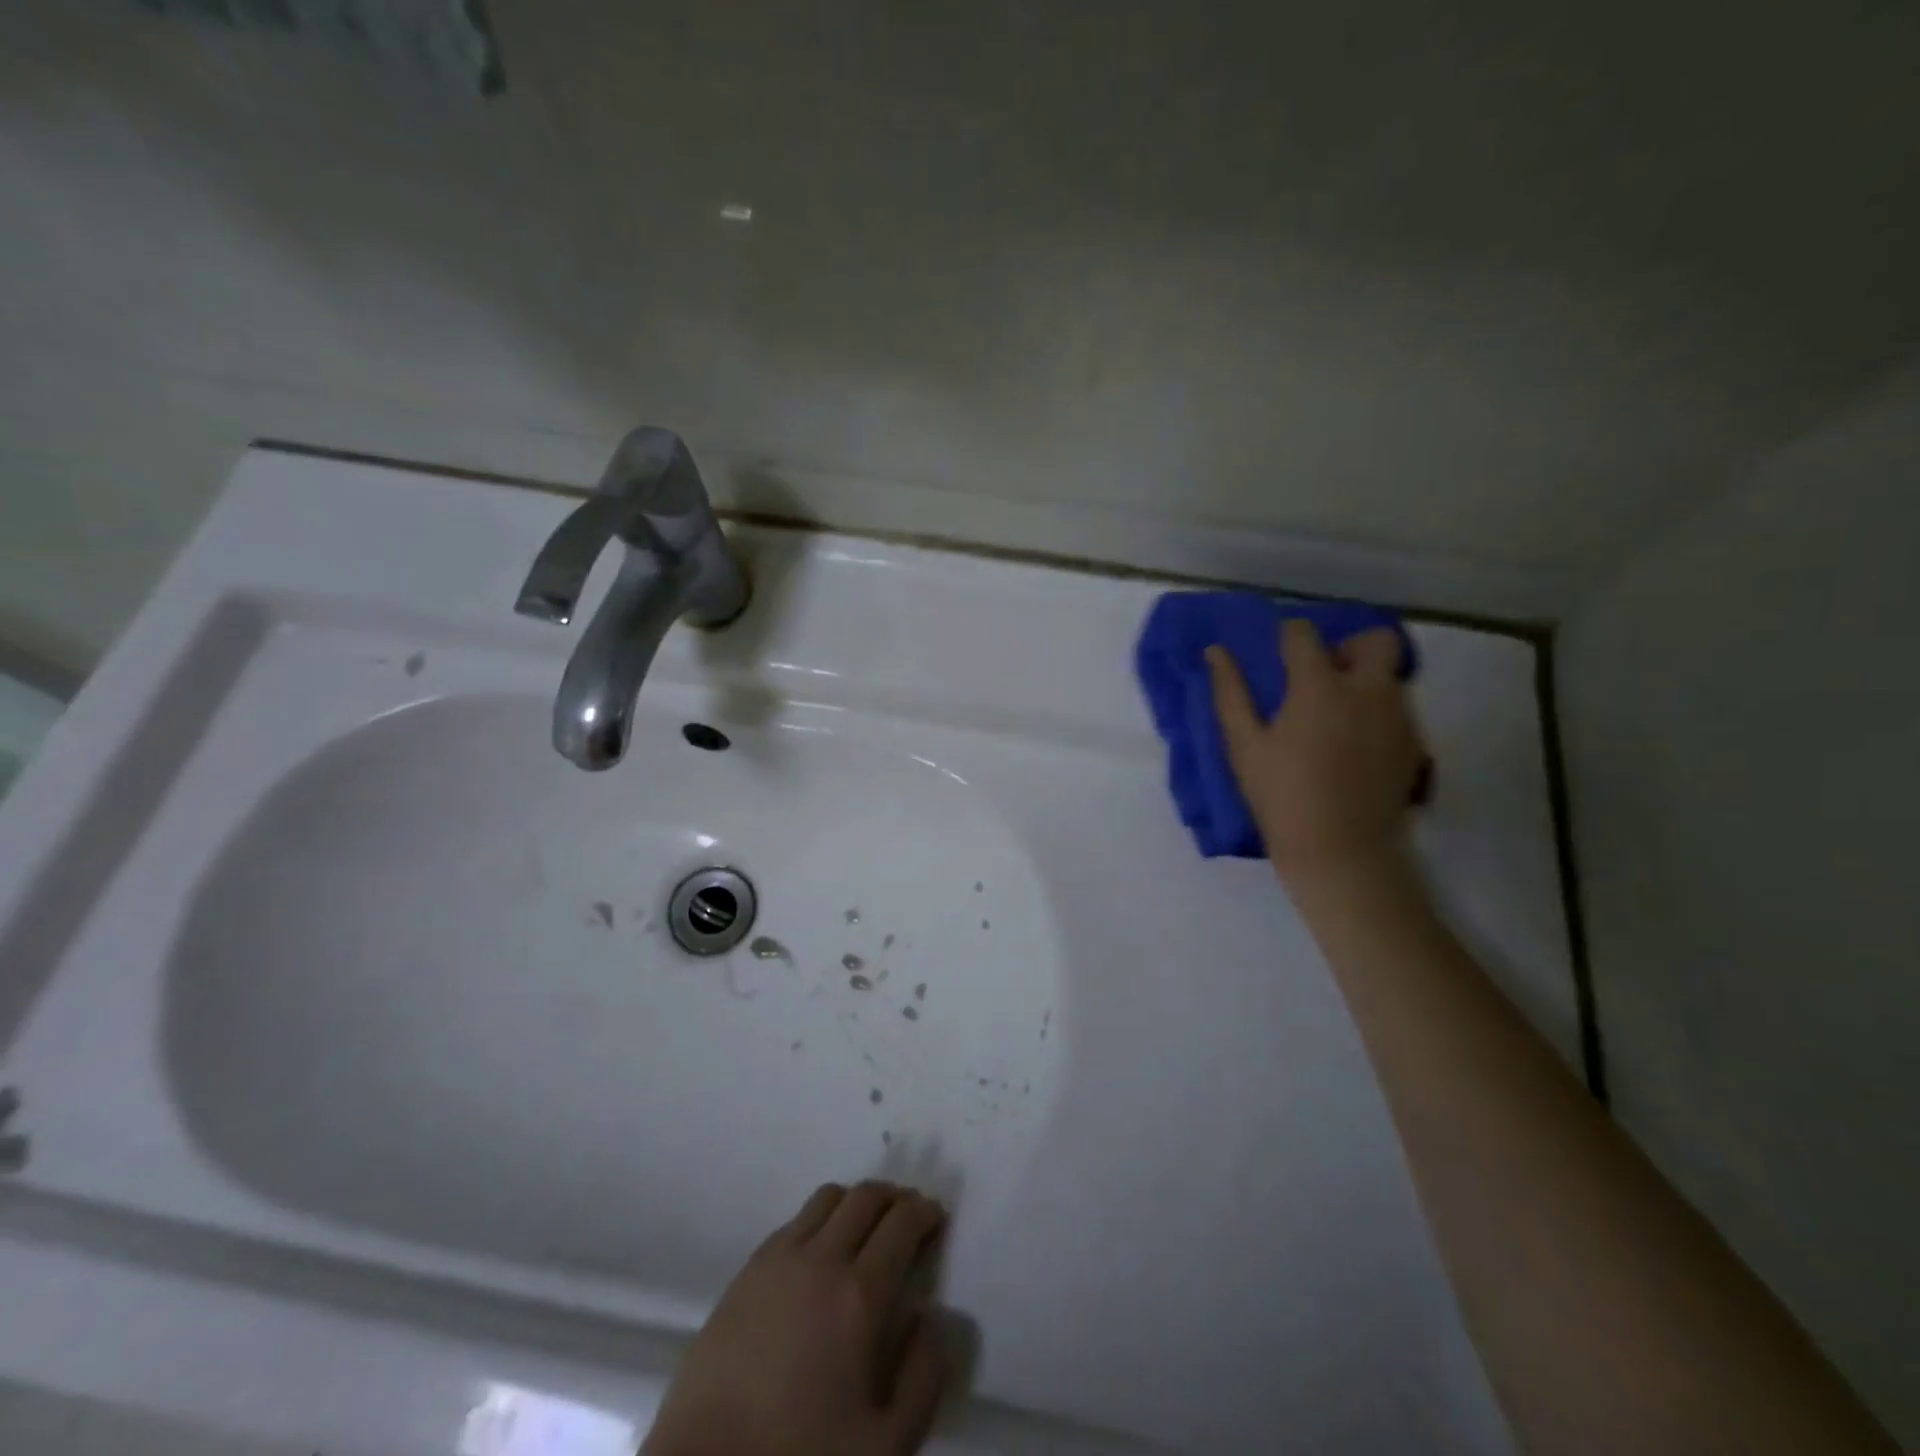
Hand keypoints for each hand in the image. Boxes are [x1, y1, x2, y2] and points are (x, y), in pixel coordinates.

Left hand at [643, 1182, 947, 1455]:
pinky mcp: (746, 1271)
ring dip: (856, 1202)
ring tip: (866, 1230)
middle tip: (908, 1218)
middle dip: (895, 1198)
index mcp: (860, 1294)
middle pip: (866, 1197)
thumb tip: (929, 1316)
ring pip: (828, 1198)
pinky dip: (820, 1220)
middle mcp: (821, 1258)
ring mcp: (778, 1259)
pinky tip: (821, 1255)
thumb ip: (923, 1375)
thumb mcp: (887, 1445)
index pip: (902, 1222)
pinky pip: (794, 1222)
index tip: (936, 1219)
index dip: (925, 1212)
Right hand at [1207, 620, 1428, 883]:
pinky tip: (1354, 744)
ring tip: (1335, 714)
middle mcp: (1368, 690)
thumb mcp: (1243, 745)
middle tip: (1323, 675)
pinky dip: (1377, 712)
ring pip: (1389, 675)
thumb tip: (1215, 652)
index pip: (1304, 634)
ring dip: (1364, 680)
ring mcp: (1398, 716)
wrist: (1339, 850)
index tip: (1279, 651)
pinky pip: (1398, 709)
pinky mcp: (1414, 744)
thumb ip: (1230, 692)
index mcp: (1320, 686)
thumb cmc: (1280, 795)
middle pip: (1375, 639)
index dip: (1288, 636)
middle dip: (1349, 646)